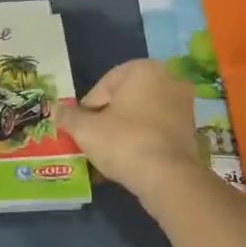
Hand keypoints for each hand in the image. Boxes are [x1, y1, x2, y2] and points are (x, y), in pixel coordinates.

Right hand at [61, 60, 203, 193]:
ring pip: (141, 114)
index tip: (82, 130)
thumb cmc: (124, 142)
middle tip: (94, 141)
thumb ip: (68, 116)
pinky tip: (131, 159)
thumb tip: (54, 109)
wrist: (167, 177)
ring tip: (110, 153)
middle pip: (124, 99)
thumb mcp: (85, 129)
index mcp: (143, 69)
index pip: (103, 87)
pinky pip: (157, 129)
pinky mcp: (191, 128)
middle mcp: (168, 78)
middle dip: (108, 119)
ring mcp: (183, 104)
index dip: (88, 110)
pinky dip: (143, 140)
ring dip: (124, 130)